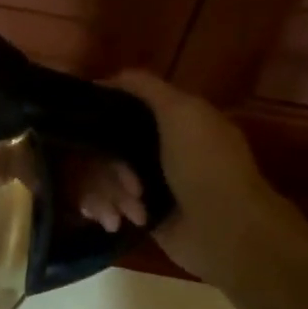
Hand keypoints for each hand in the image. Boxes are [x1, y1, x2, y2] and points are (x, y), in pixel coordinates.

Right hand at [81, 71, 281, 281]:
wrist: (224, 230)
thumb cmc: (205, 165)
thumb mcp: (181, 111)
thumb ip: (145, 87)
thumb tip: (104, 78)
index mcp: (171, 119)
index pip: (122, 108)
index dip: (102, 115)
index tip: (83, 124)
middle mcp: (156, 147)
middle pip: (104, 145)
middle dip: (107, 168)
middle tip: (129, 184)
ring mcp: (146, 181)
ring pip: (99, 175)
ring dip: (109, 193)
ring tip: (131, 211)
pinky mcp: (138, 211)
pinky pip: (103, 202)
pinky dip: (106, 210)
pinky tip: (117, 222)